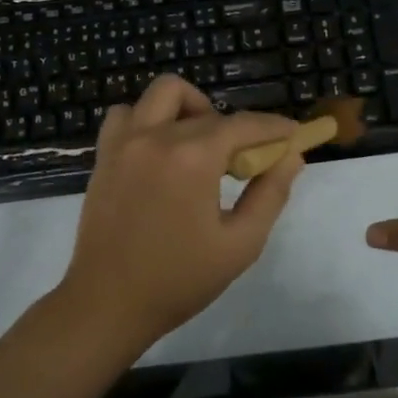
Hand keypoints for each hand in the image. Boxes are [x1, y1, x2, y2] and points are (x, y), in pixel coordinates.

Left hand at [61, 75, 305, 351]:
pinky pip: (126, 114)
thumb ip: (269, 195)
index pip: (244, 125)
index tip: (293, 134)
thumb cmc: (179, 280)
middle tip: (244, 161)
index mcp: (192, 158)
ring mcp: (124, 142)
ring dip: (189, 109)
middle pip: (208, 111)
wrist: (108, 303)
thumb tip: (291, 156)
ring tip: (199, 145)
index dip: (274, 127)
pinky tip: (160, 149)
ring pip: (163, 94)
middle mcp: (156, 136)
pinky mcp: (104, 154)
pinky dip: (148, 119)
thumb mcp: (239, 245)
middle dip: (236, 129)